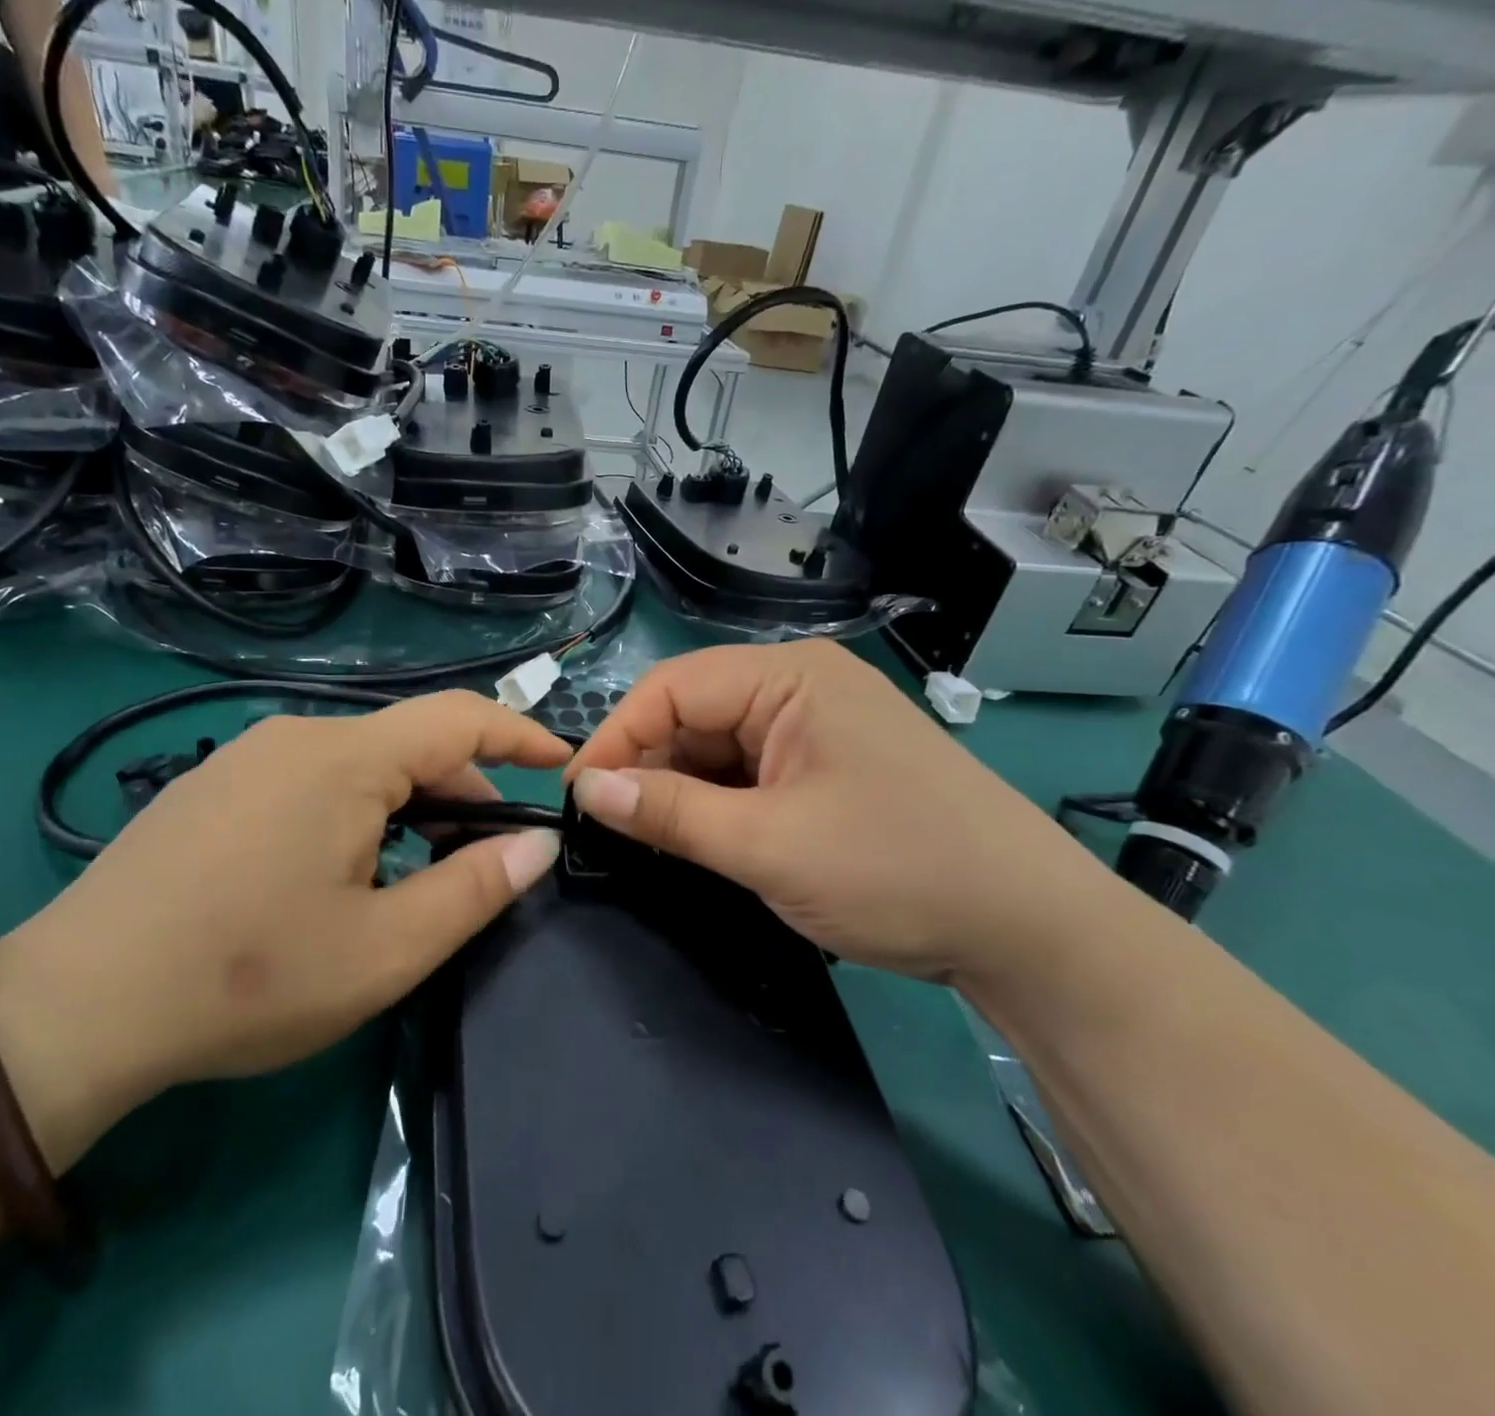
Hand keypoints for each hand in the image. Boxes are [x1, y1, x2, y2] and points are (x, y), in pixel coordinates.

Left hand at [0, 692, 567, 1159]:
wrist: (75, 1006)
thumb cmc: (248, 977)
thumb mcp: (384, 949)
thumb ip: (473, 889)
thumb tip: (536, 844)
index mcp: (344, 759)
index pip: (459, 717)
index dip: (521, 735)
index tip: (561, 765)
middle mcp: (296, 736)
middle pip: (408, 745)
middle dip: (462, 793)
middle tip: (482, 861)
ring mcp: (247, 757)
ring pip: (360, 765)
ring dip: (407, 808)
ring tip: (413, 877)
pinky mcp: (214, 786)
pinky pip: (311, 779)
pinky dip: (356, 812)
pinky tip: (338, 874)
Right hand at [565, 640, 1119, 985]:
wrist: (1032, 931)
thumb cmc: (899, 871)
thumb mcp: (768, 845)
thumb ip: (670, 813)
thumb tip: (586, 790)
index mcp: (791, 677)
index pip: (672, 688)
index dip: (617, 738)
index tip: (577, 797)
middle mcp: (802, 687)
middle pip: (693, 714)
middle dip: (649, 767)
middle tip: (612, 828)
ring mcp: (818, 727)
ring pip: (718, 746)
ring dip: (683, 790)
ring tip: (656, 840)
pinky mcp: (829, 766)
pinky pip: (750, 771)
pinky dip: (719, 803)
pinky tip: (706, 839)